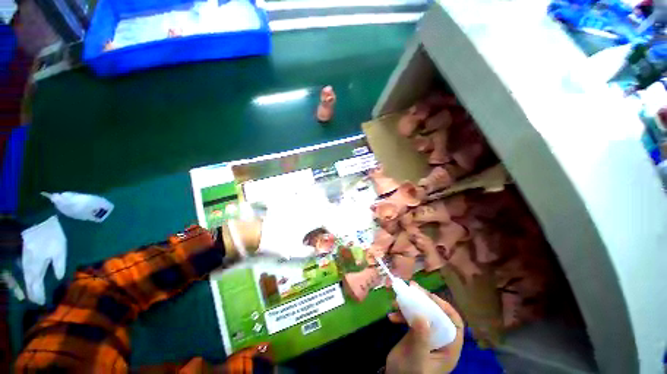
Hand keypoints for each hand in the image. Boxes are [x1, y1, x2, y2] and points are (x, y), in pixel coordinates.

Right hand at [386, 281, 464, 373]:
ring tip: (396, 301)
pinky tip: (391, 316)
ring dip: (410, 305)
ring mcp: (428, 336)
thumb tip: (422, 315)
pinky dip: (402, 315)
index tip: (429, 296)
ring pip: (423, 314)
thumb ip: (421, 338)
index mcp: (449, 348)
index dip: (444, 307)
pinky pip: (412, 319)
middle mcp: (441, 340)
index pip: (454, 323)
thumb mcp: (416, 358)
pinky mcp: (416, 334)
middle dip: (424, 300)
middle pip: (437, 314)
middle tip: (411, 287)